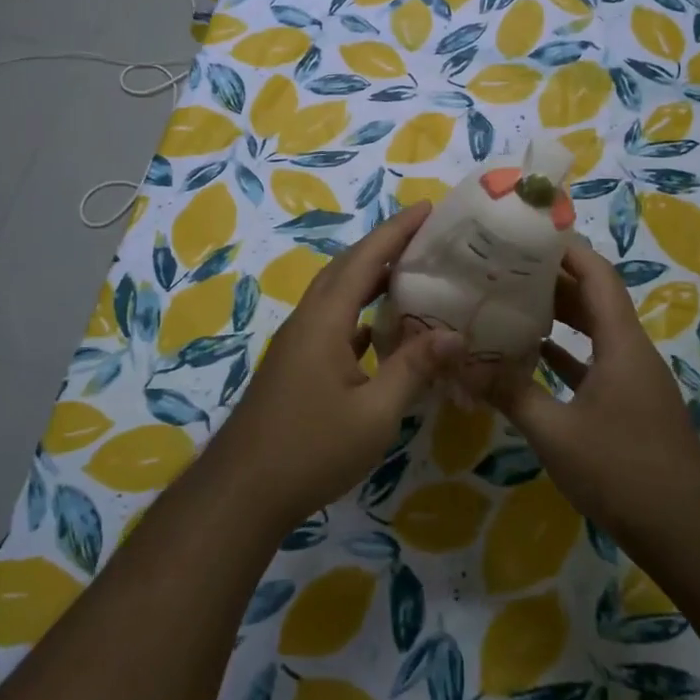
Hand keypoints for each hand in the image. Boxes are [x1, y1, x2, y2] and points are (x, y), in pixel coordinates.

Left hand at [214, 201, 461, 530]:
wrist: (244, 490)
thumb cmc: (311, 449)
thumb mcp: (374, 412)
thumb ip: (413, 368)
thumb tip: (455, 334)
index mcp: (324, 320)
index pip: (364, 260)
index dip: (396, 231)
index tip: (427, 209)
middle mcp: (308, 321)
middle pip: (347, 268)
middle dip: (384, 246)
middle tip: (426, 236)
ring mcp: (298, 343)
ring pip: (337, 295)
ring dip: (371, 278)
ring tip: (411, 273)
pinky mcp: (296, 365)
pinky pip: (333, 322)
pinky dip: (360, 314)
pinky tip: (382, 329)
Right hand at [487, 240, 699, 530]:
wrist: (688, 534)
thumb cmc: (623, 471)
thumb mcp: (556, 433)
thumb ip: (510, 394)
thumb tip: (461, 362)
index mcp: (621, 343)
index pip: (597, 275)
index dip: (566, 249)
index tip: (526, 234)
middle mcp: (630, 351)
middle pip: (593, 299)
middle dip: (551, 279)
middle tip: (502, 267)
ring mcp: (631, 380)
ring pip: (592, 332)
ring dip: (557, 317)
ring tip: (508, 301)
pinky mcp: (628, 406)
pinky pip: (592, 364)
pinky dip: (564, 355)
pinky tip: (531, 357)